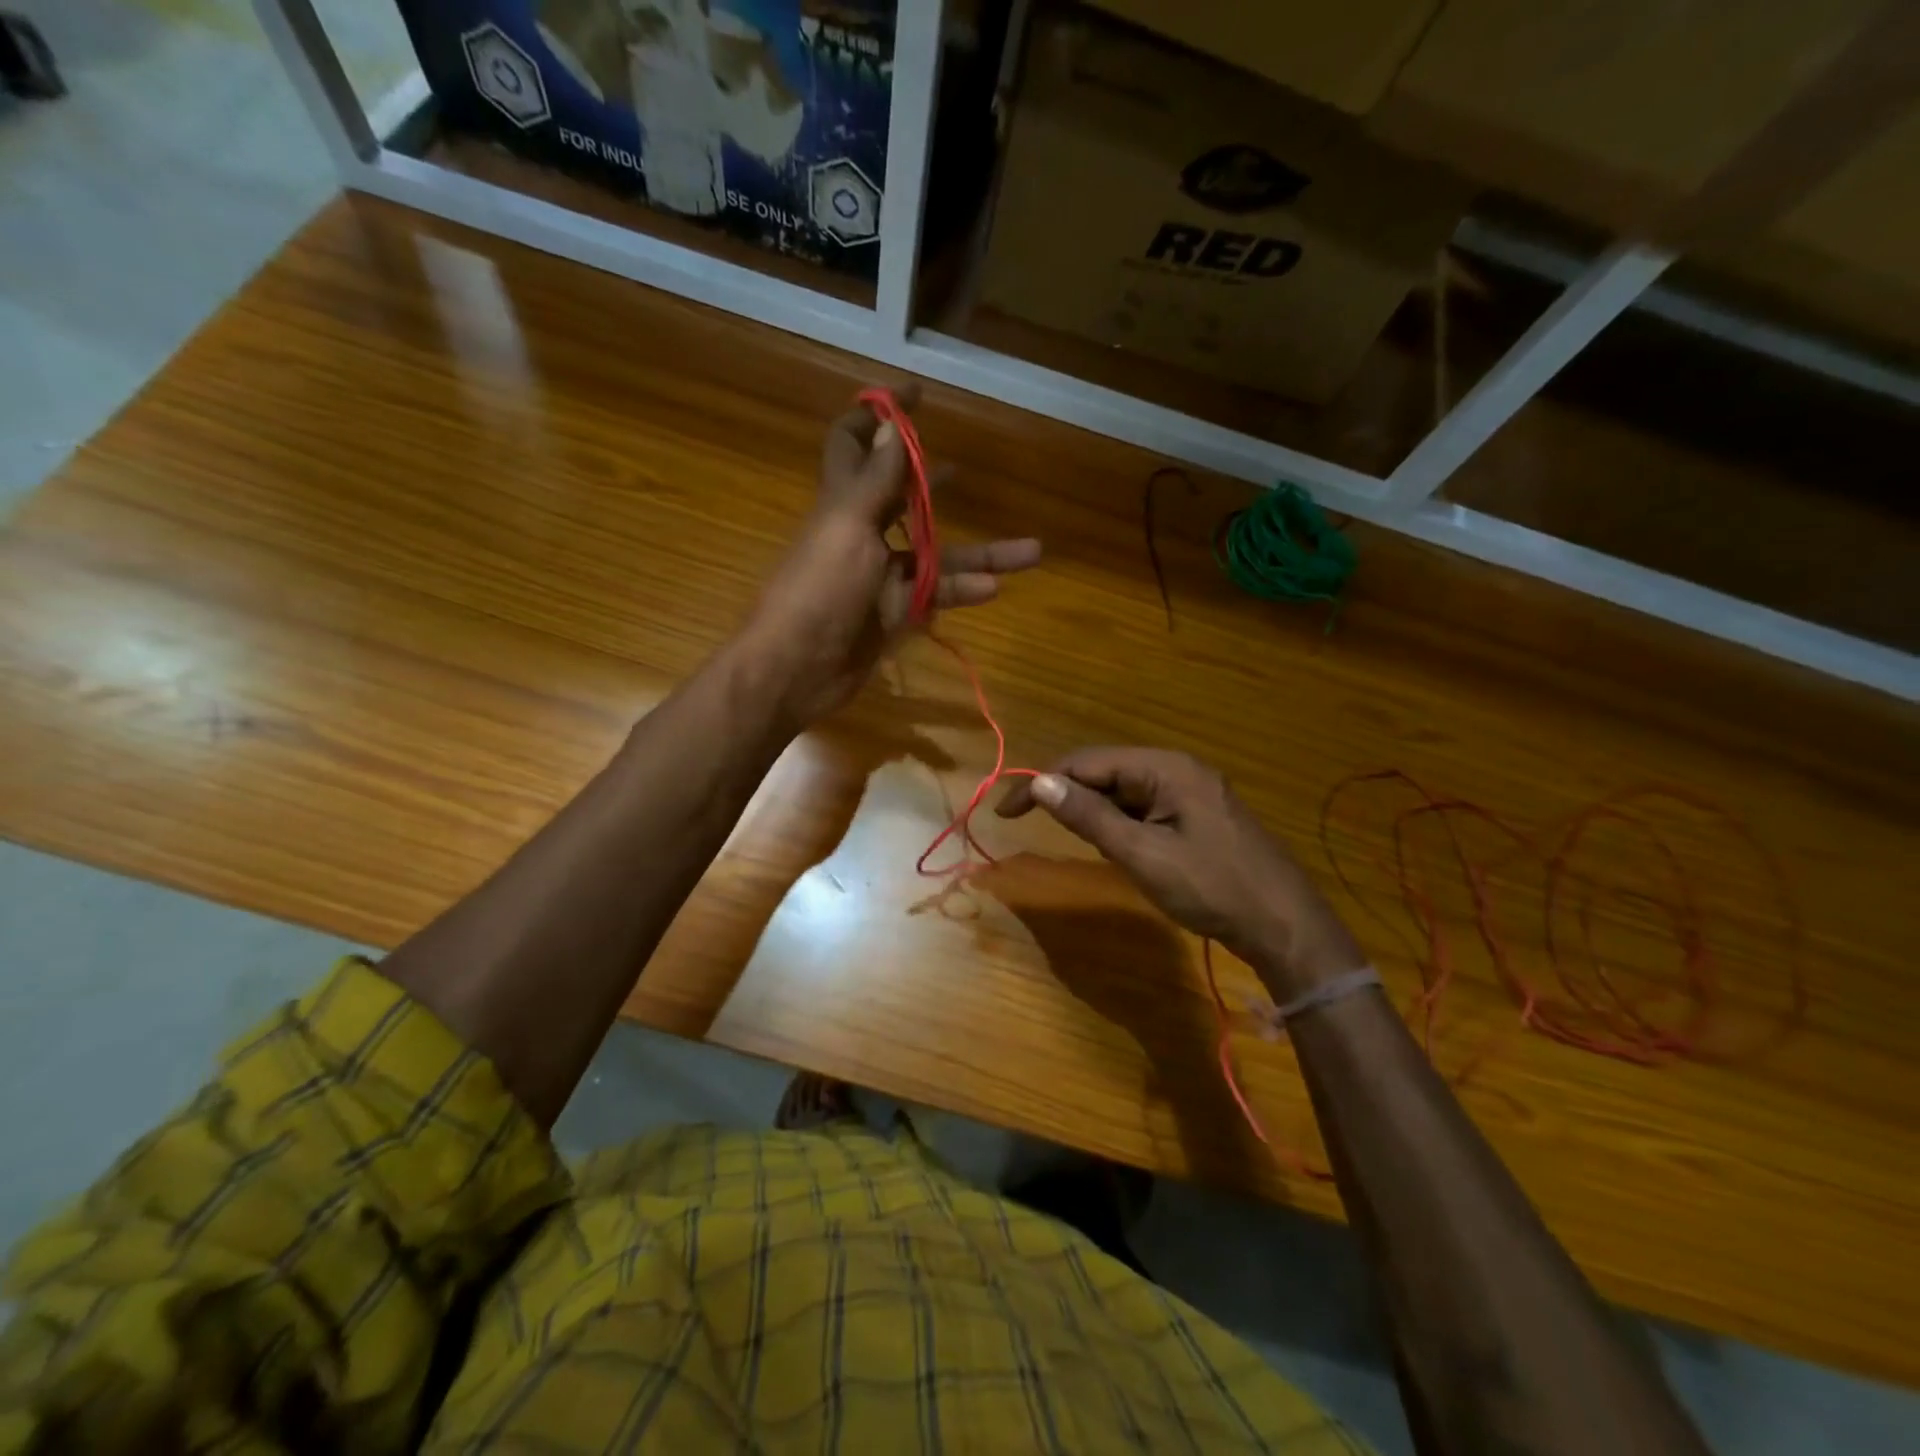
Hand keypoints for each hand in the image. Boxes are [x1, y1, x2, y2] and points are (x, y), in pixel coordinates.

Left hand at [742, 385, 1040, 724]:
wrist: (797, 669)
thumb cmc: (818, 591)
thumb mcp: (848, 527)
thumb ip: (876, 480)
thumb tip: (893, 424)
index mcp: (844, 502)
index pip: (856, 444)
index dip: (881, 415)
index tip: (917, 394)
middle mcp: (863, 533)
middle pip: (905, 498)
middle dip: (933, 481)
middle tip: (965, 469)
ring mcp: (881, 577)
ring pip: (937, 555)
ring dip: (981, 552)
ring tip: (1030, 550)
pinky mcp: (894, 614)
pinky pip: (935, 596)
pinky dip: (963, 590)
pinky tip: (995, 588)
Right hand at [997, 747, 1364, 996]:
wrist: (1285, 925)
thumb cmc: (1212, 888)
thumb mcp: (1143, 854)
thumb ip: (1090, 816)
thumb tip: (1039, 782)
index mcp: (1165, 768)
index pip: (1087, 762)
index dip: (1042, 782)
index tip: (1006, 813)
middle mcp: (1177, 768)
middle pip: (1105, 771)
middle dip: (1067, 795)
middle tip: (1031, 825)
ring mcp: (1190, 791)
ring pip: (1123, 790)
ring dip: (1093, 810)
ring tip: (1073, 840)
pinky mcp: (1197, 814)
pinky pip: (1144, 807)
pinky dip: (1119, 822)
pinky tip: (1114, 845)